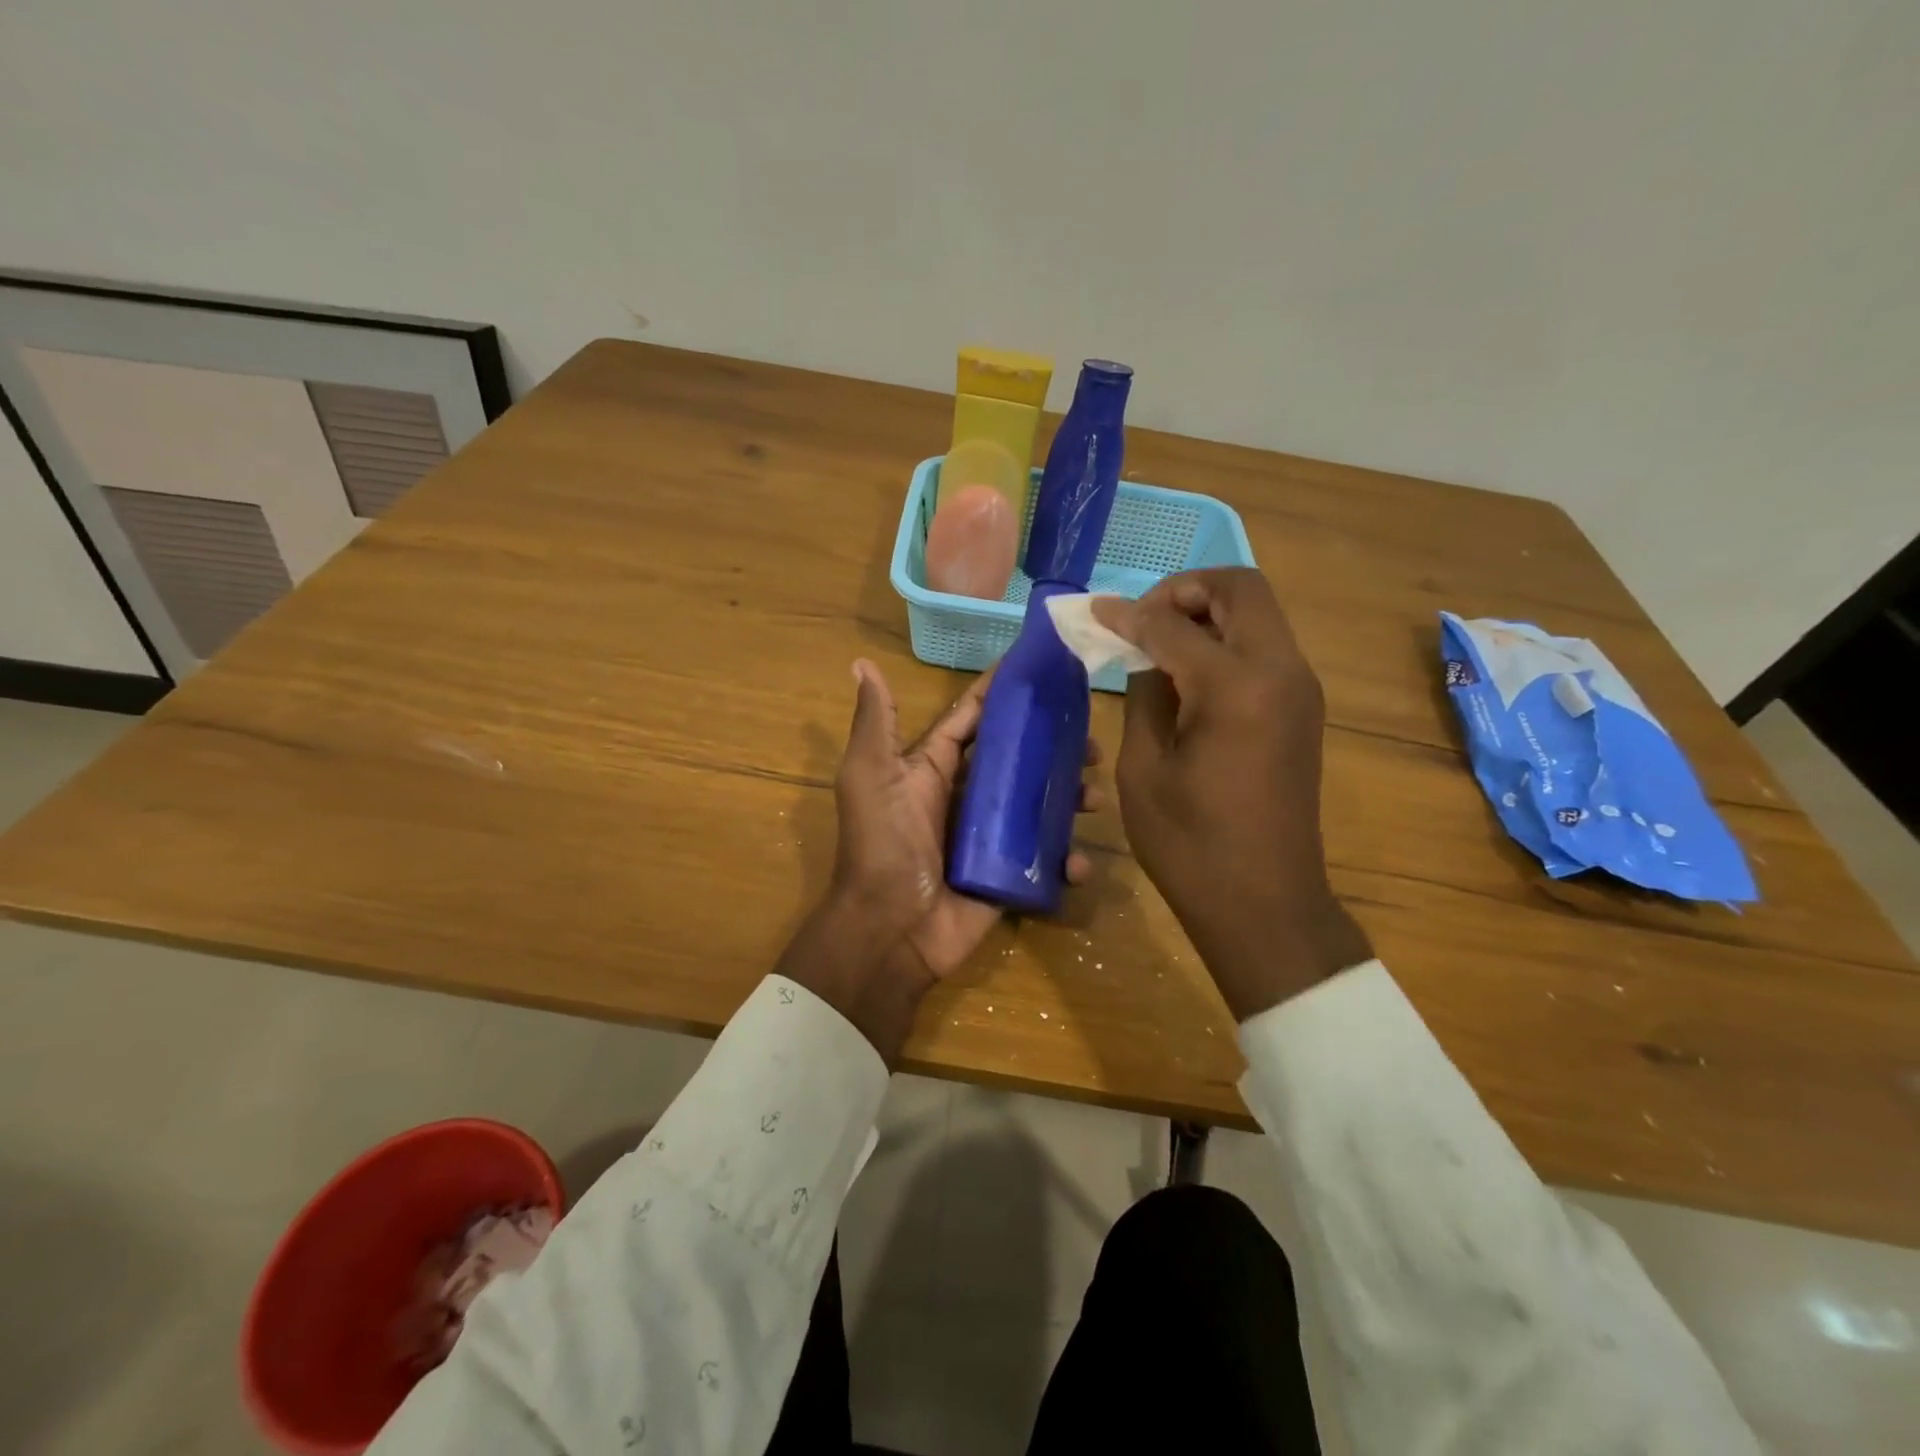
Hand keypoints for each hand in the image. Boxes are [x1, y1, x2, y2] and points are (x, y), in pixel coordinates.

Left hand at [778, 659, 1098, 1060]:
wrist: (890, 931)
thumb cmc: (882, 845)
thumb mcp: (870, 776)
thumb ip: (875, 722)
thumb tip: (862, 663)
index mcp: (933, 767)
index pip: (974, 719)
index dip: (1002, 693)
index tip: (1043, 668)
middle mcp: (964, 796)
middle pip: (1018, 759)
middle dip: (1054, 745)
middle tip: (1090, 743)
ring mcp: (990, 837)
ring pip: (1039, 804)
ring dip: (1070, 796)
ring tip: (1094, 795)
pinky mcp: (1008, 874)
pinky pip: (1045, 860)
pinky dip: (1067, 859)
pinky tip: (1078, 861)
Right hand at [1093, 569, 1370, 1019]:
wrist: (1264, 902)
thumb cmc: (1189, 843)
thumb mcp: (1144, 768)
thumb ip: (1146, 694)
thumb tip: (1146, 653)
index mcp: (1235, 686)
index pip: (1173, 624)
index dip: (1128, 613)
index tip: (1094, 612)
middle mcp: (1279, 671)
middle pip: (1240, 588)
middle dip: (1185, 590)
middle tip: (1142, 618)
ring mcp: (1300, 688)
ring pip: (1258, 612)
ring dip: (1208, 612)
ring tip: (1159, 641)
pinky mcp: (1303, 708)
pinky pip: (1265, 646)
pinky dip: (1226, 639)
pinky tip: (1189, 672)